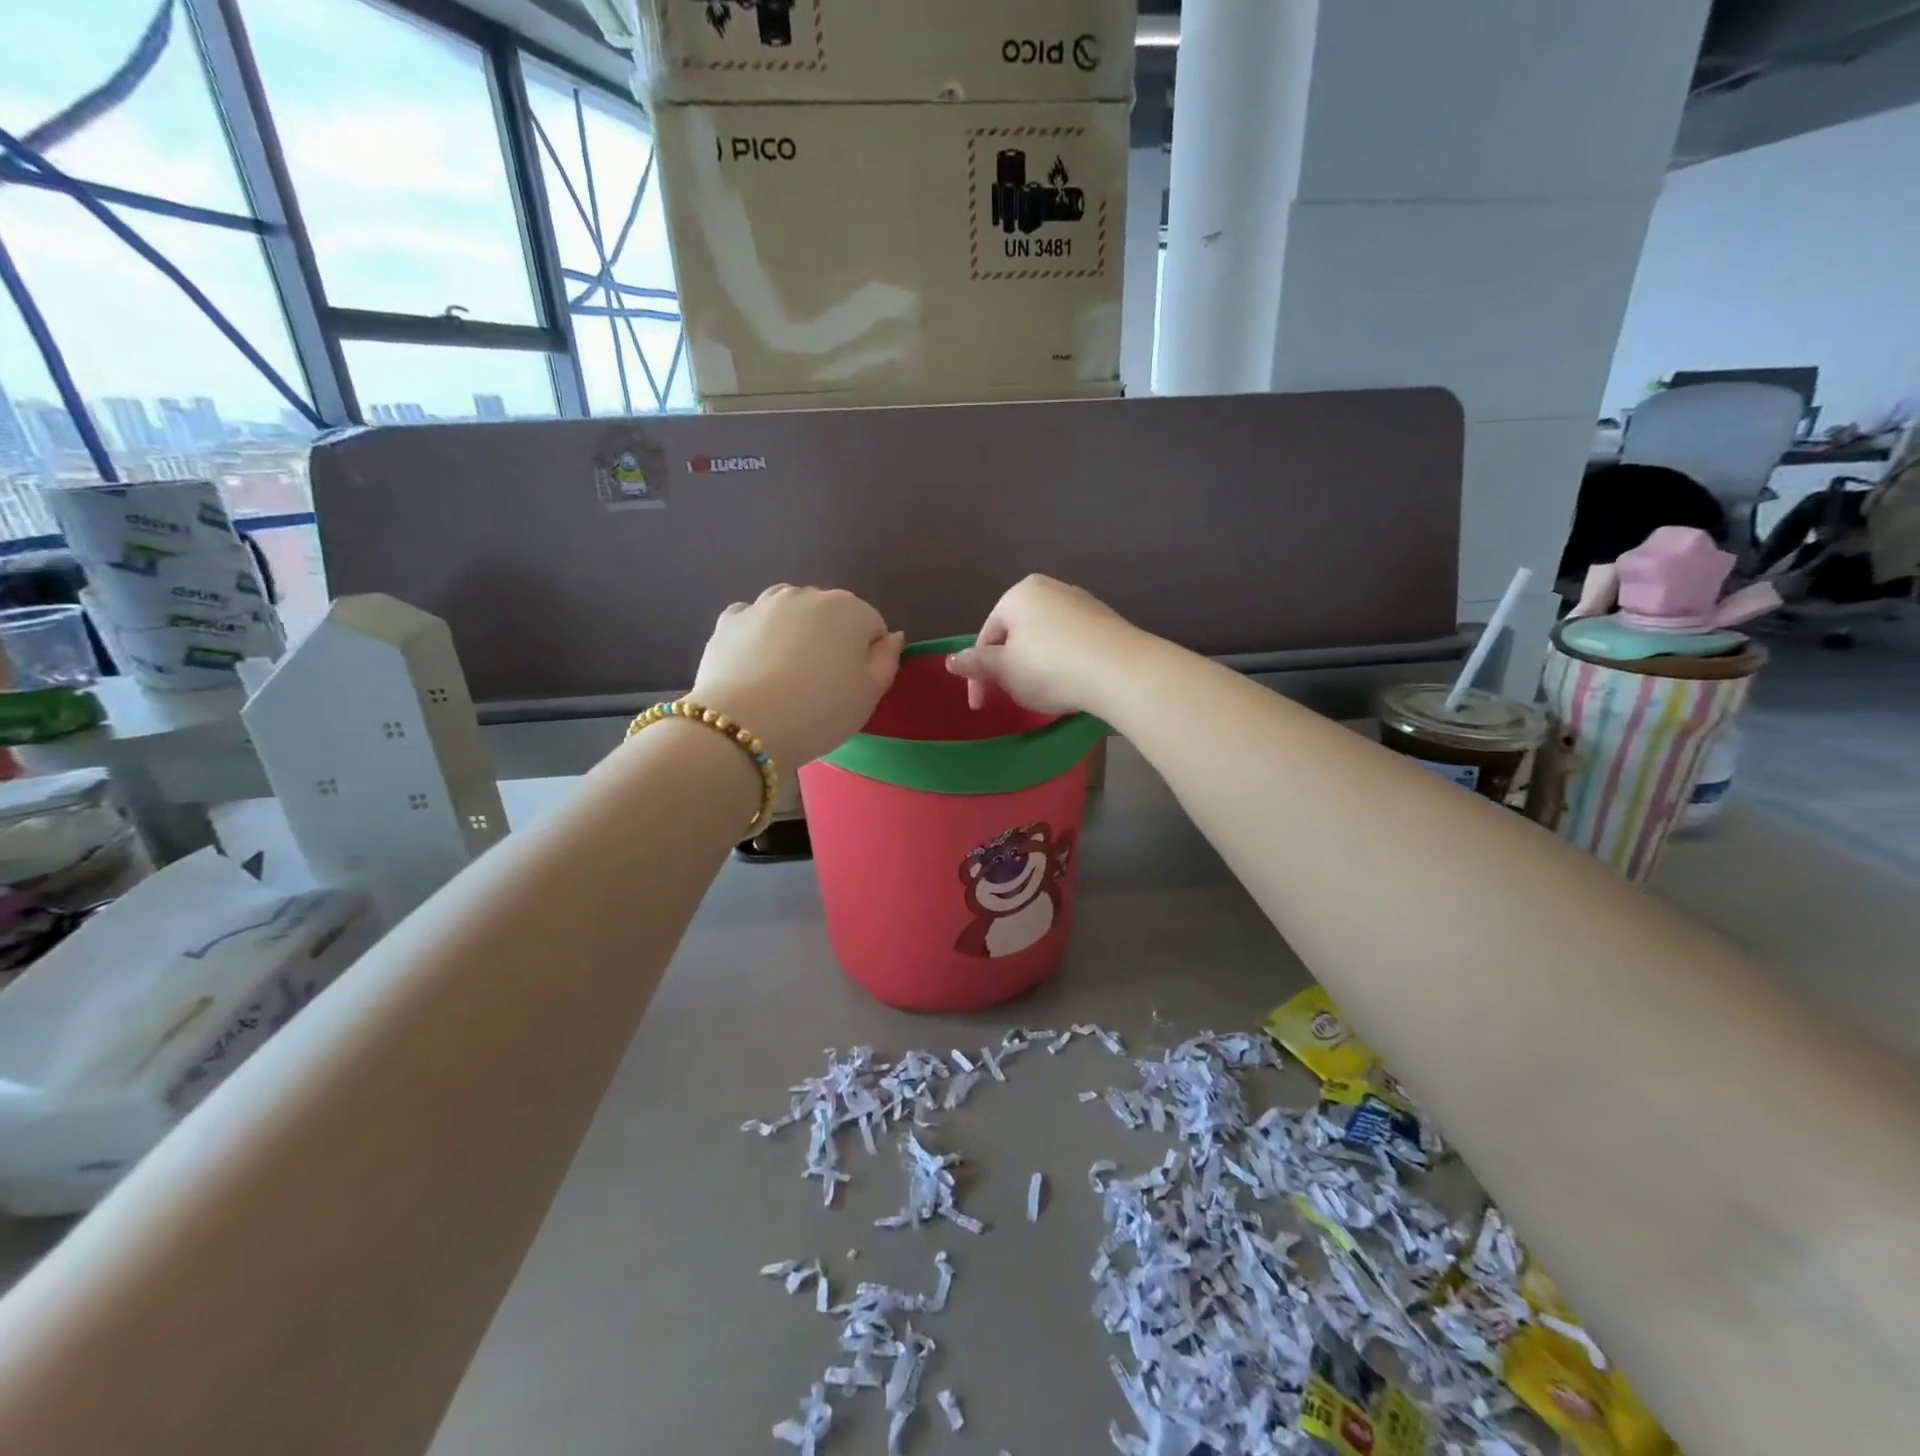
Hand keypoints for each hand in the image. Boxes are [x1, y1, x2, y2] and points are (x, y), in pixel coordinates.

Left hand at [691, 586, 903, 766]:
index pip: (872, 625)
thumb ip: (888, 659)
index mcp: (849, 608)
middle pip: (830, 614)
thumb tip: (891, 636)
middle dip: (830, 639)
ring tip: (785, 674)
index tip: (856, 685)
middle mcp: (806, 594)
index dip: (869, 656)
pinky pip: (752, 622)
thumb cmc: (821, 711)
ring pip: (789, 612)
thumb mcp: (870, 694)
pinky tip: (754, 666)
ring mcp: (763, 604)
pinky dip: (756, 636)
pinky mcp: (729, 621)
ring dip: (793, 632)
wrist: (745, 725)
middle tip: (821, 684)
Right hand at [945, 575, 1143, 716]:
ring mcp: (1083, 604)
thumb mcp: (1005, 670)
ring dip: (1036, 667)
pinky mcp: (1107, 623)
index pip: (987, 635)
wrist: (1120, 671)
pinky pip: (1072, 644)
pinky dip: (1063, 663)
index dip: (978, 673)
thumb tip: (951, 660)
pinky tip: (1070, 684)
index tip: (981, 704)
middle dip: (1009, 667)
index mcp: (1020, 593)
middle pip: (1017, 634)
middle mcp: (1052, 589)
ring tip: (1042, 694)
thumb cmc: (1050, 667)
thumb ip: (977, 664)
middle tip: (1011, 698)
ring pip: (1045, 639)